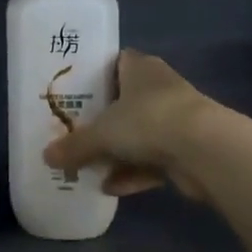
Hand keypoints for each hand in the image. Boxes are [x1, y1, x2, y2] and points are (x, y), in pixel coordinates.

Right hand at [43, 49, 222, 199]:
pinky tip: (111, 189)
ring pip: (140, 134)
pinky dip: (134, 173)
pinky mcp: (188, 148)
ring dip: (117, 153)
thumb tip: (46, 157)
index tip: (75, 92)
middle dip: (103, 121)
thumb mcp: (102, 134)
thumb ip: (74, 146)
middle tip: (75, 134)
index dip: (96, 75)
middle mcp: (160, 87)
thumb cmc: (148, 121)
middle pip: (125, 102)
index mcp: (140, 68)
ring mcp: (177, 118)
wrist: (205, 149)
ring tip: (88, 169)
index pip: (116, 62)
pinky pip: (153, 160)